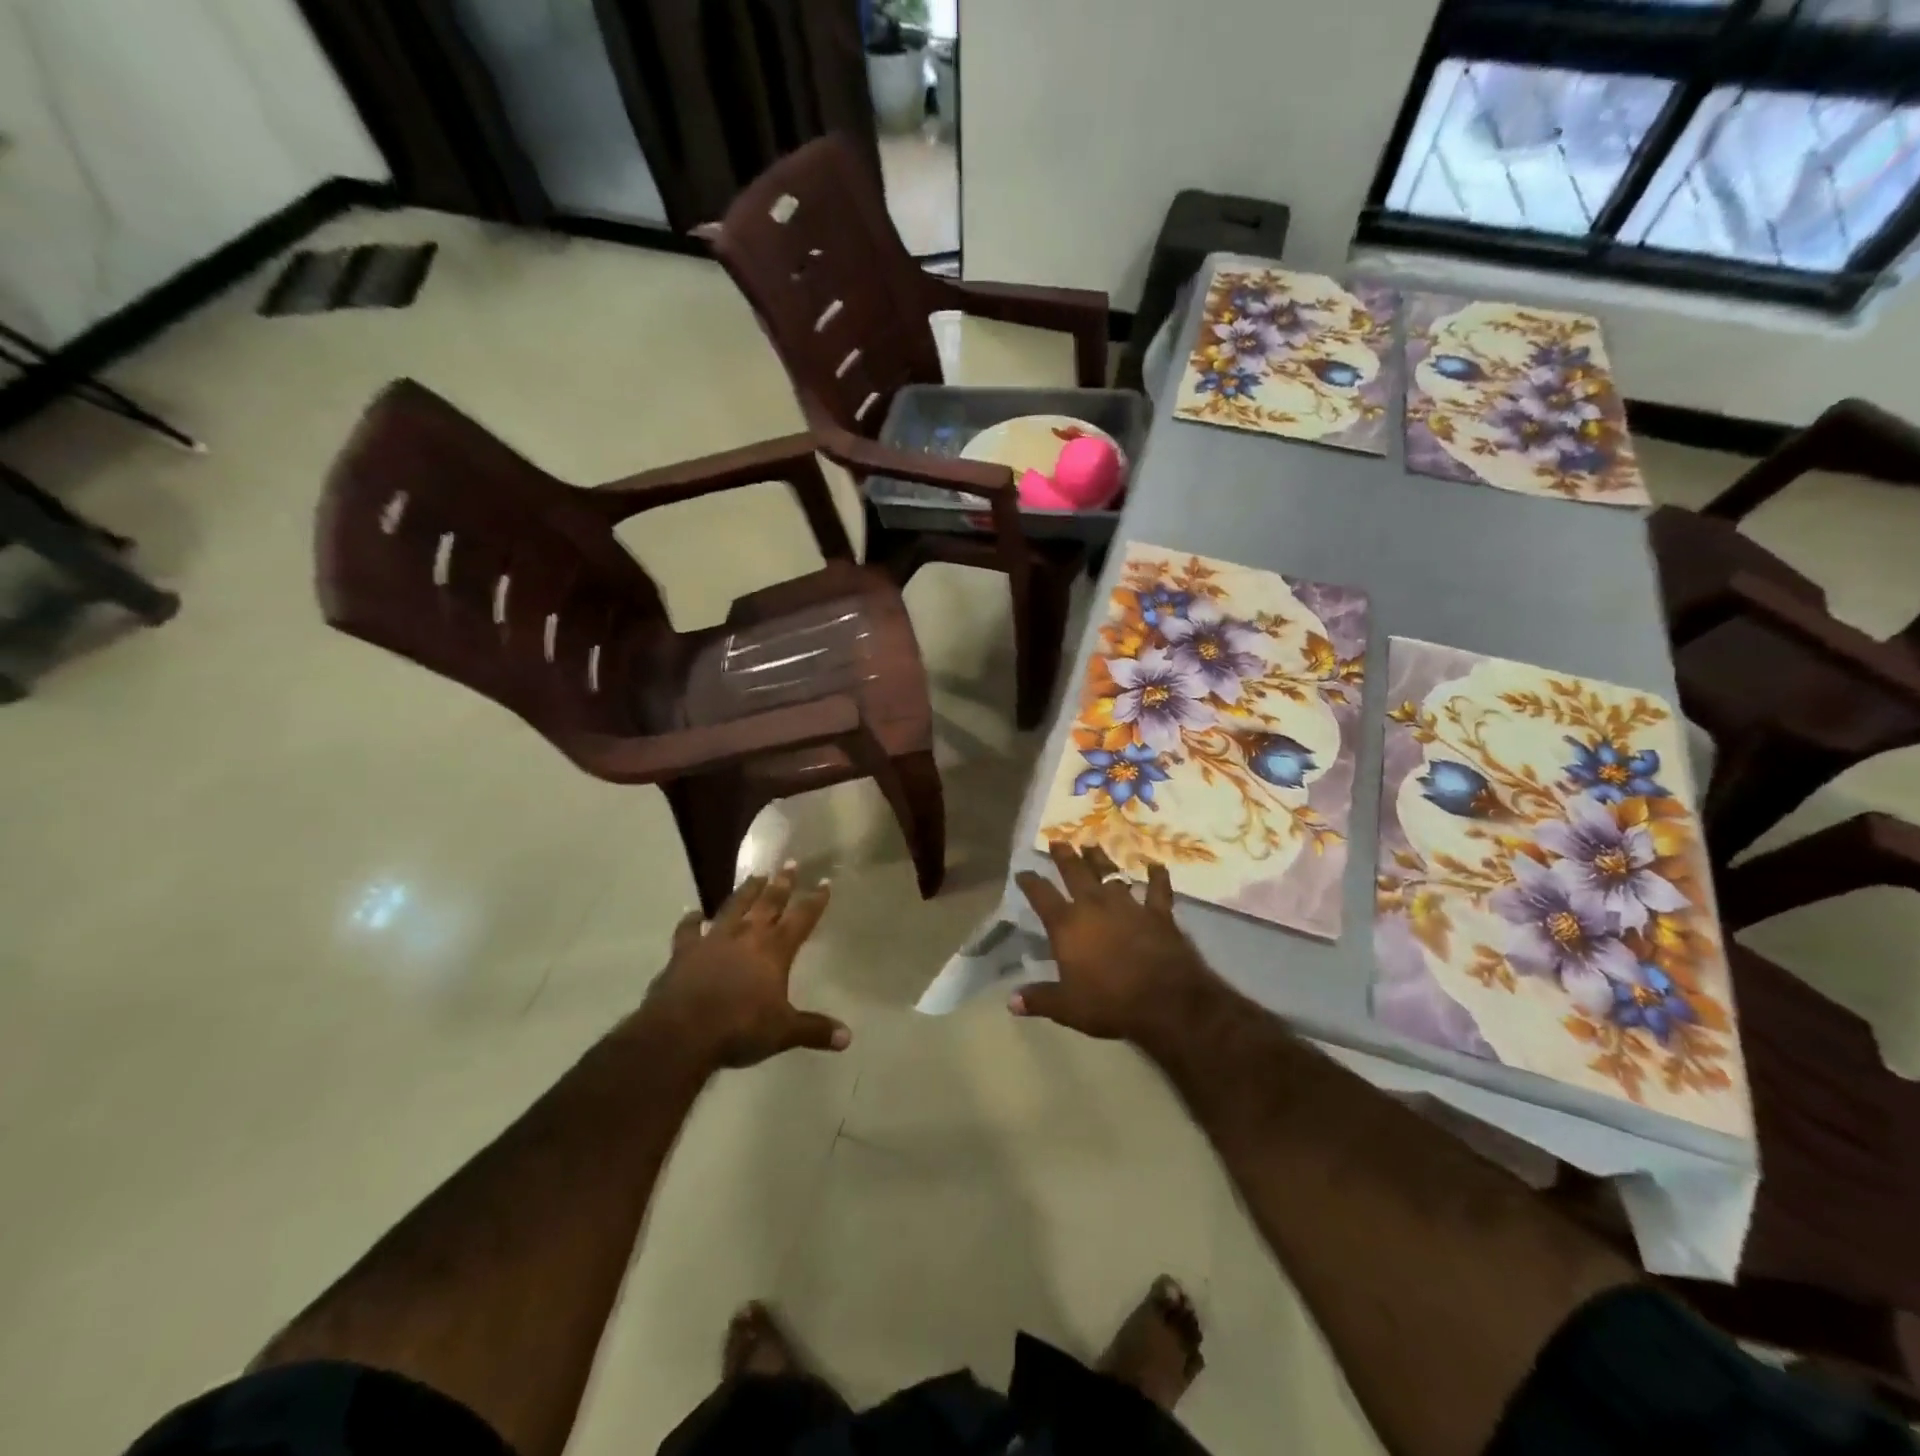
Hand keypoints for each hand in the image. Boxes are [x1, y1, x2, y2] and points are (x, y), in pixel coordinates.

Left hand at [638, 867, 849, 1069]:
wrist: (681, 1034)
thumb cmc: (739, 1029)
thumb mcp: (783, 1032)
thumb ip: (814, 1030)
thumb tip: (848, 1038)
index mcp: (774, 950)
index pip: (801, 918)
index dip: (815, 900)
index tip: (825, 881)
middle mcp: (746, 936)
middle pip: (768, 903)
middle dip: (782, 884)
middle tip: (790, 863)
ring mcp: (713, 940)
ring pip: (734, 907)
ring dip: (746, 891)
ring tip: (756, 876)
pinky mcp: (683, 952)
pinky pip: (688, 930)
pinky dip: (691, 920)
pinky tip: (693, 913)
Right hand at [1012, 843, 1223, 1049]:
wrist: (1166, 1001)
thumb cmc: (1110, 1003)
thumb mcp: (1067, 1008)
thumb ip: (1039, 999)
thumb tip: (1011, 1001)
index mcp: (1067, 925)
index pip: (1041, 896)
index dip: (1030, 882)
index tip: (1023, 872)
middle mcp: (1095, 906)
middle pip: (1075, 873)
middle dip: (1064, 856)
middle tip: (1058, 840)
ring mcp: (1128, 906)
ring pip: (1111, 874)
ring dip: (1100, 859)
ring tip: (1092, 845)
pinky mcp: (1158, 913)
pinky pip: (1157, 890)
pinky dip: (1157, 877)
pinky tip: (1156, 865)